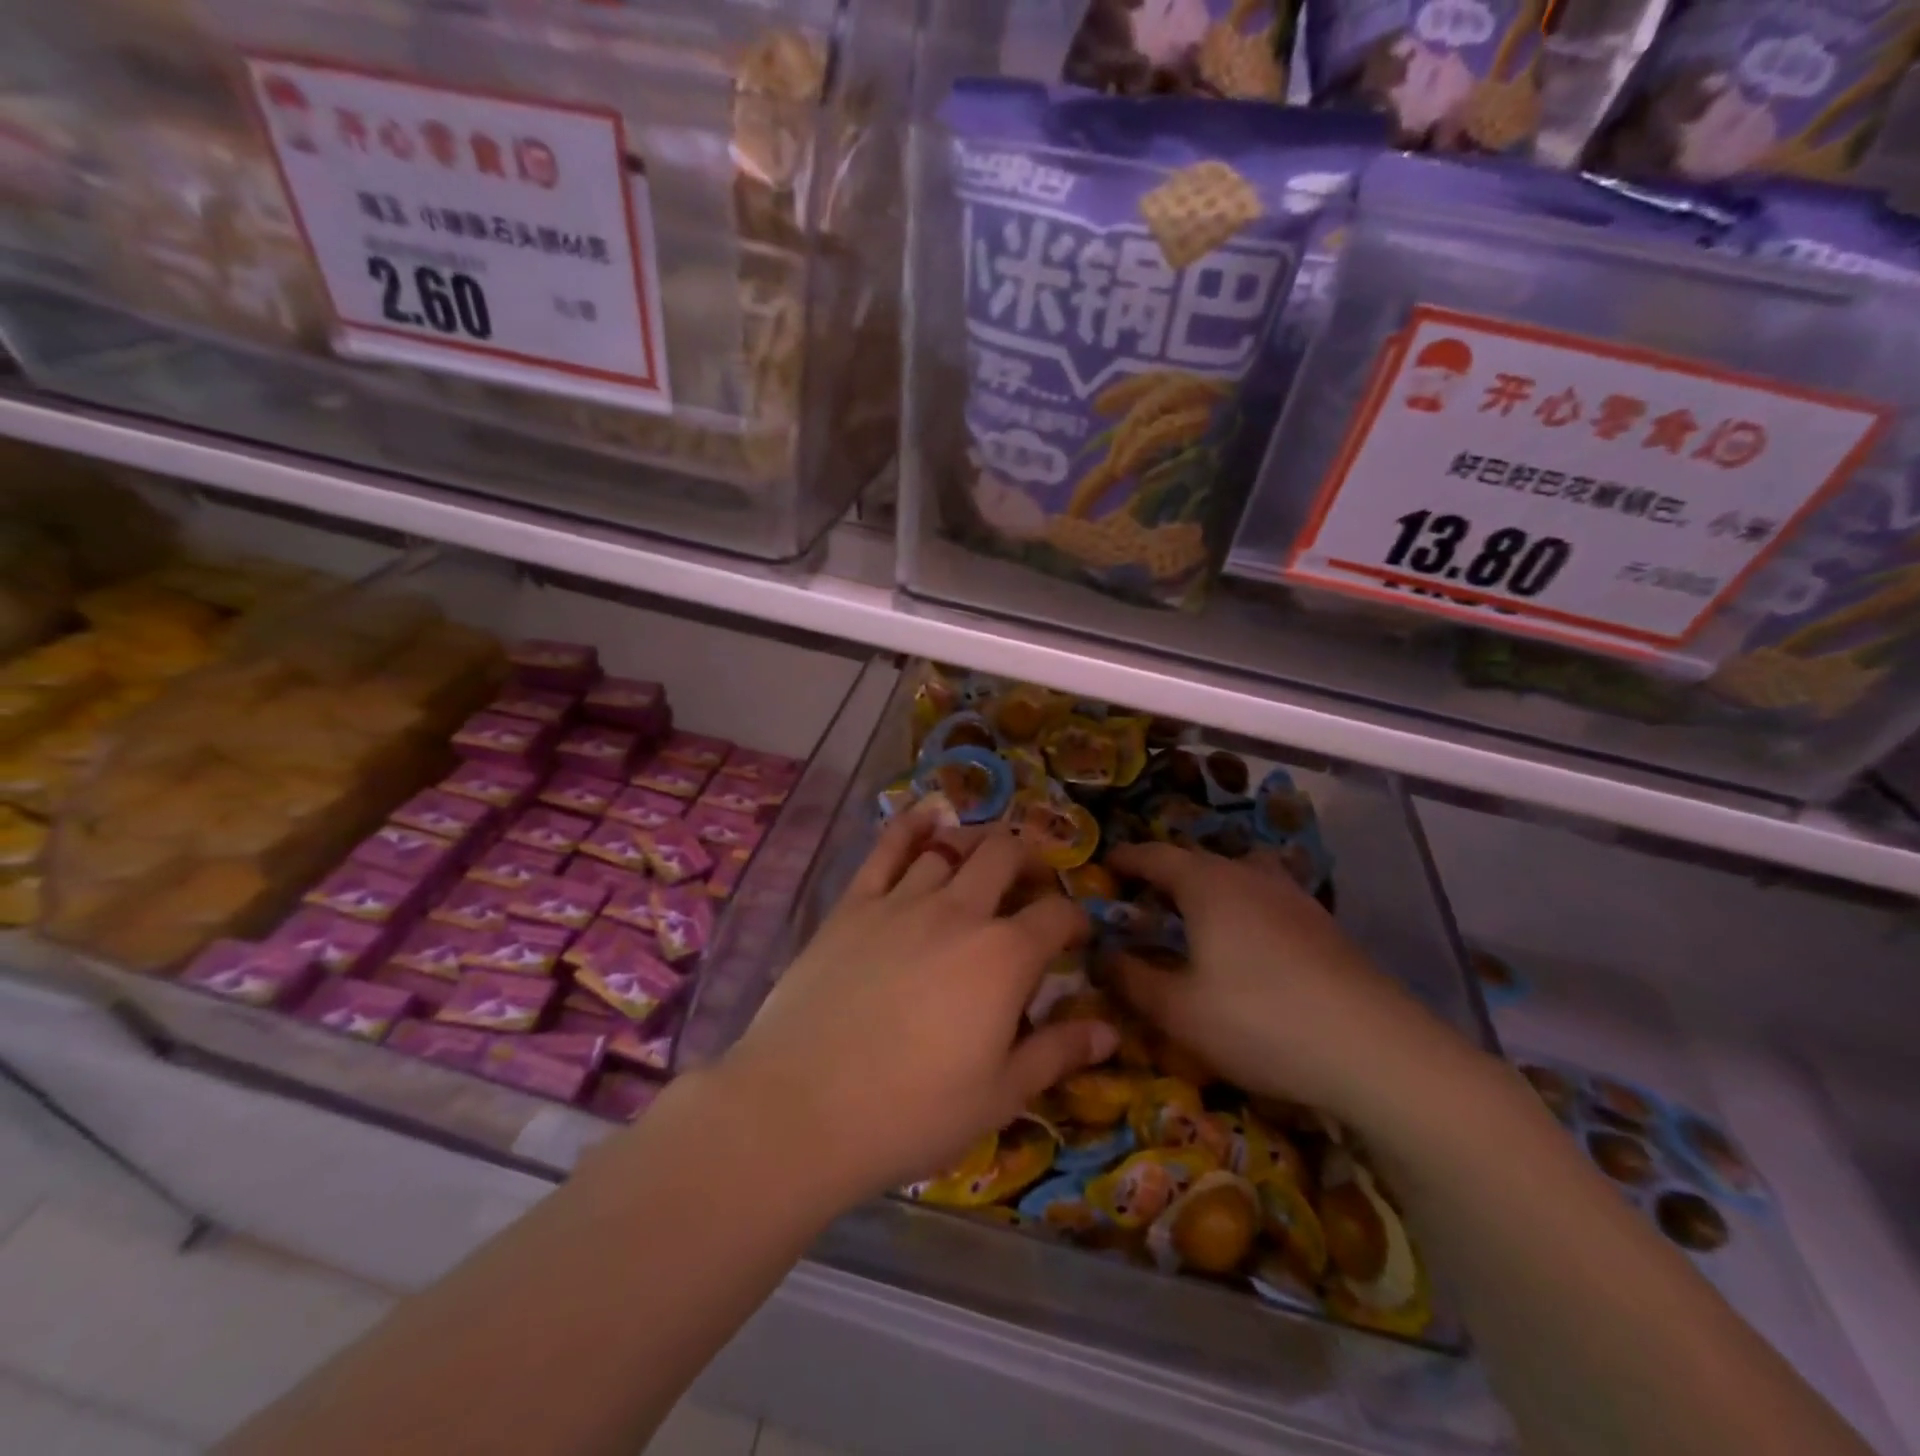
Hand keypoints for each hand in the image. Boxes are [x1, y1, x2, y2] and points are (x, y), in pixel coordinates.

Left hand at [717, 811, 1112, 1204]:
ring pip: (949, 846)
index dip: (1075, 918)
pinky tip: (924, 815)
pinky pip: (886, 849)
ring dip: (976, 841)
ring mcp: (902, 901)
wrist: (803, 1107)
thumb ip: (1057, 1053)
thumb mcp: (999, 1095)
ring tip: (985, 850)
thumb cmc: (912, 1111)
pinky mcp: (853, 905)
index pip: (1056, 915)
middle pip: (1004, 857)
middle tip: (1031, 880)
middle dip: (1029, 859)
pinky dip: (910, 826)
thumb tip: (1110, 1030)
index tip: (1076, 934)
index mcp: (1004, 956)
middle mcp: (958, 911)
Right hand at [1104, 842, 1471, 1127]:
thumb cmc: (1261, 1022)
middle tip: (1141, 898)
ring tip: (1193, 917)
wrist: (1377, 1052)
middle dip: (1164, 874)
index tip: (1104, 865)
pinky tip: (1246, 945)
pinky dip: (1242, 908)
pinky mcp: (1323, 926)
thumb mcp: (1178, 1010)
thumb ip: (1131, 979)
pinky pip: (1267, 899)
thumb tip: (1101, 956)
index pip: (1155, 856)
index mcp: (1208, 885)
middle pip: (1198, 861)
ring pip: (1238, 876)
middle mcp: (1249, 876)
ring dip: (1208, 887)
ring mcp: (1293, 898)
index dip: (1126, 859)